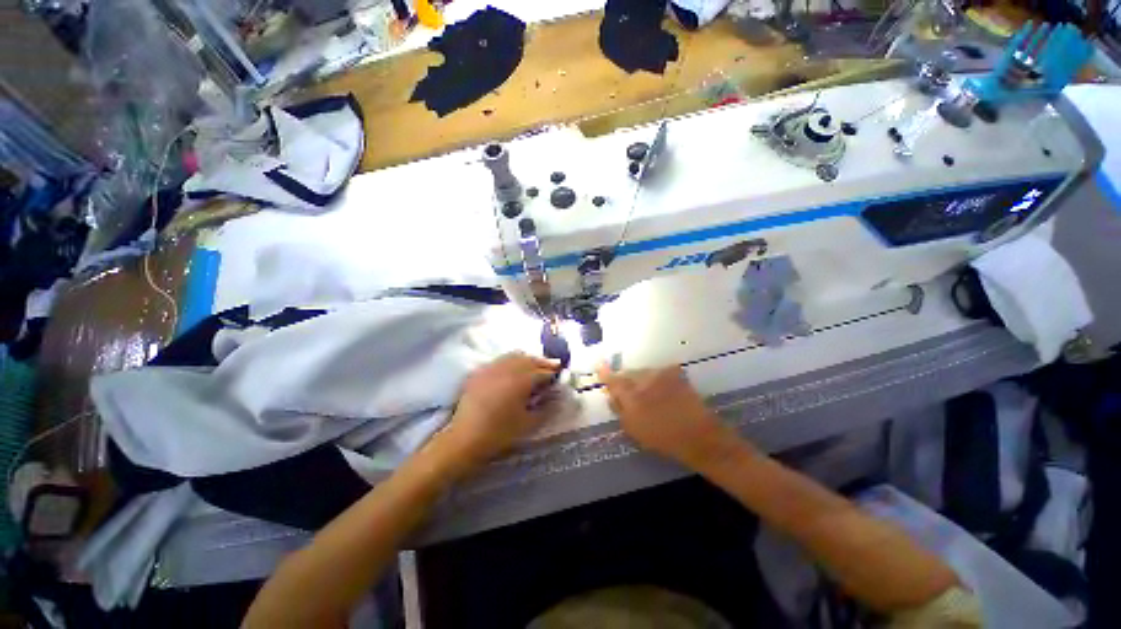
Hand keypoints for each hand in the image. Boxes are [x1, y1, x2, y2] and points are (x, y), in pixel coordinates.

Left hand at [438, 352, 559, 471]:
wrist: (464, 439)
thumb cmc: (500, 433)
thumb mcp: (529, 424)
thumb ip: (547, 409)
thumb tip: (558, 398)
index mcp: (521, 380)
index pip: (543, 372)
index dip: (554, 373)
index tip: (561, 375)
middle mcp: (507, 368)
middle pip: (529, 359)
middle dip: (542, 362)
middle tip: (553, 366)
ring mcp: (491, 368)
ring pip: (514, 356)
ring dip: (527, 359)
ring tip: (534, 365)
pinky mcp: (480, 372)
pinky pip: (499, 360)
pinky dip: (510, 361)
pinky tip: (512, 369)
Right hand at [597, 365, 743, 468]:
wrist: (699, 436)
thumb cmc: (663, 438)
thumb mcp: (634, 429)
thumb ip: (619, 408)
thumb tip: (611, 394)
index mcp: (631, 395)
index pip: (613, 379)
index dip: (605, 373)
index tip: (599, 366)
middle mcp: (644, 379)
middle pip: (628, 374)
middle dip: (625, 381)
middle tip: (630, 394)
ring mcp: (661, 374)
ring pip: (643, 372)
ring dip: (642, 380)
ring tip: (650, 395)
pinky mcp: (675, 373)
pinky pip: (659, 372)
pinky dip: (657, 379)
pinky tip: (663, 391)